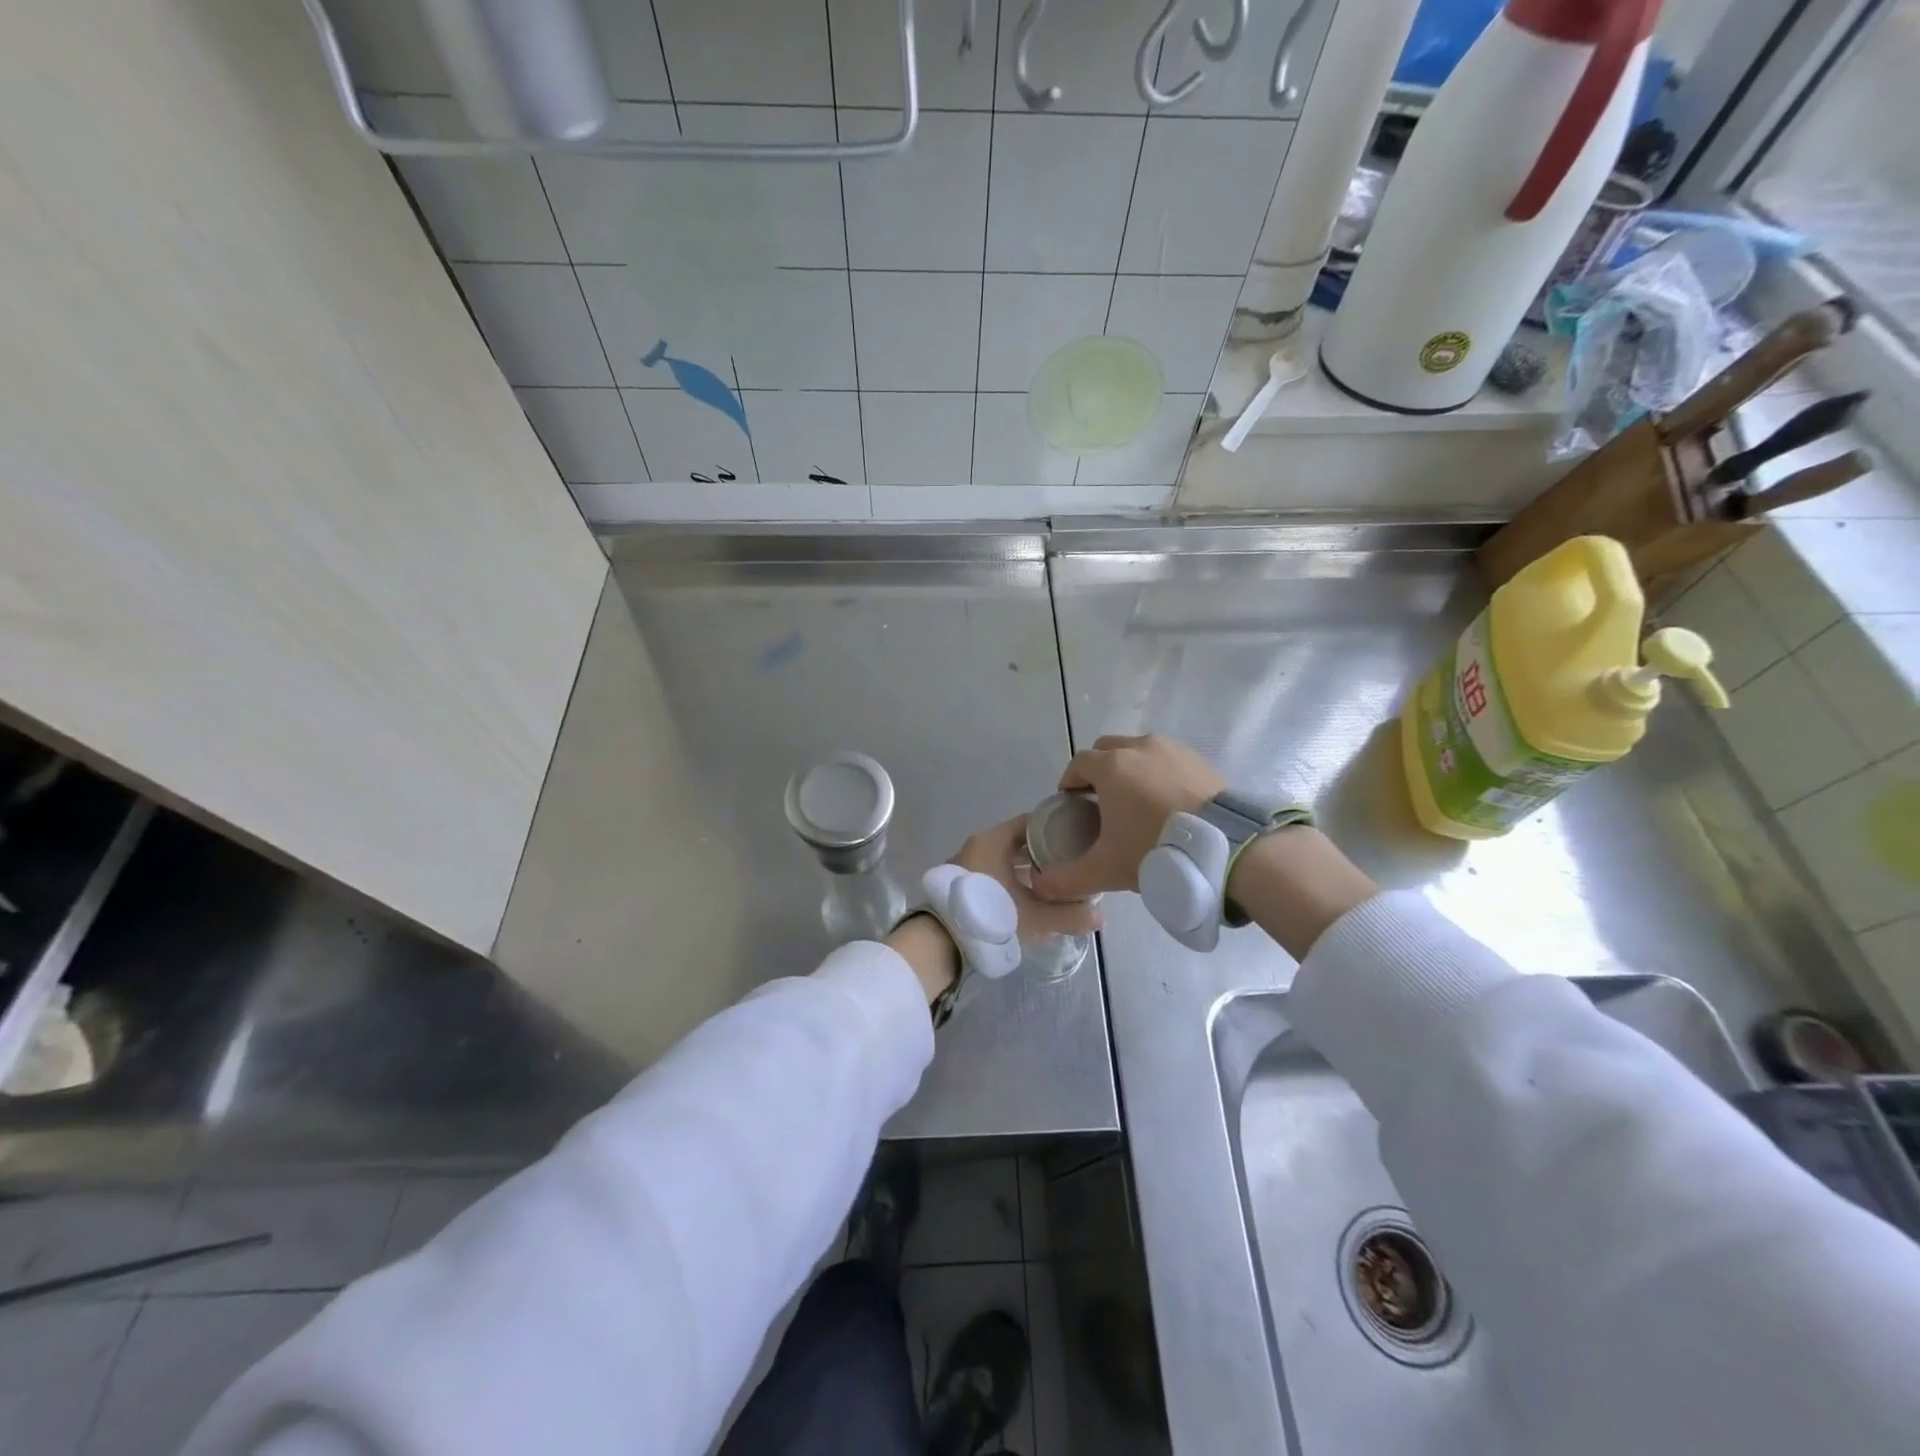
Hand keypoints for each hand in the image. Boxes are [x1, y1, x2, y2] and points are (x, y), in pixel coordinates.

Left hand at [953, 816, 1100, 939]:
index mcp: (994, 840)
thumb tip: (1101, 917)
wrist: (940, 942)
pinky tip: (1030, 901)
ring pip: (1006, 861)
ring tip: (1056, 886)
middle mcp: (979, 845)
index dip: (1057, 829)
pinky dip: (1013, 883)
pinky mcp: (963, 884)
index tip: (1078, 840)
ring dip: (1029, 872)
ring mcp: (968, 864)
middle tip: (1072, 867)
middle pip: (1020, 843)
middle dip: (1046, 855)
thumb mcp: (1035, 917)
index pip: (1032, 822)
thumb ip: (1069, 915)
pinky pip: (995, 875)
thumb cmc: (989, 916)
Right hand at [1031, 735, 1223, 900]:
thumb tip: (1040, 886)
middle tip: (1101, 803)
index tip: (1072, 805)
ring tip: (1136, 803)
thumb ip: (1067, 878)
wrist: (1225, 847)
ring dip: (1130, 770)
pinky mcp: (1198, 759)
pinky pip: (1167, 760)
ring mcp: (1171, 749)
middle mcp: (1138, 747)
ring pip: (1139, 751)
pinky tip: (1166, 804)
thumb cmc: (1155, 849)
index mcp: (1110, 766)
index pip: (1077, 764)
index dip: (1070, 783)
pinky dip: (1159, 774)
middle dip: (1098, 771)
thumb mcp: (1106, 869)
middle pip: (1106, 750)